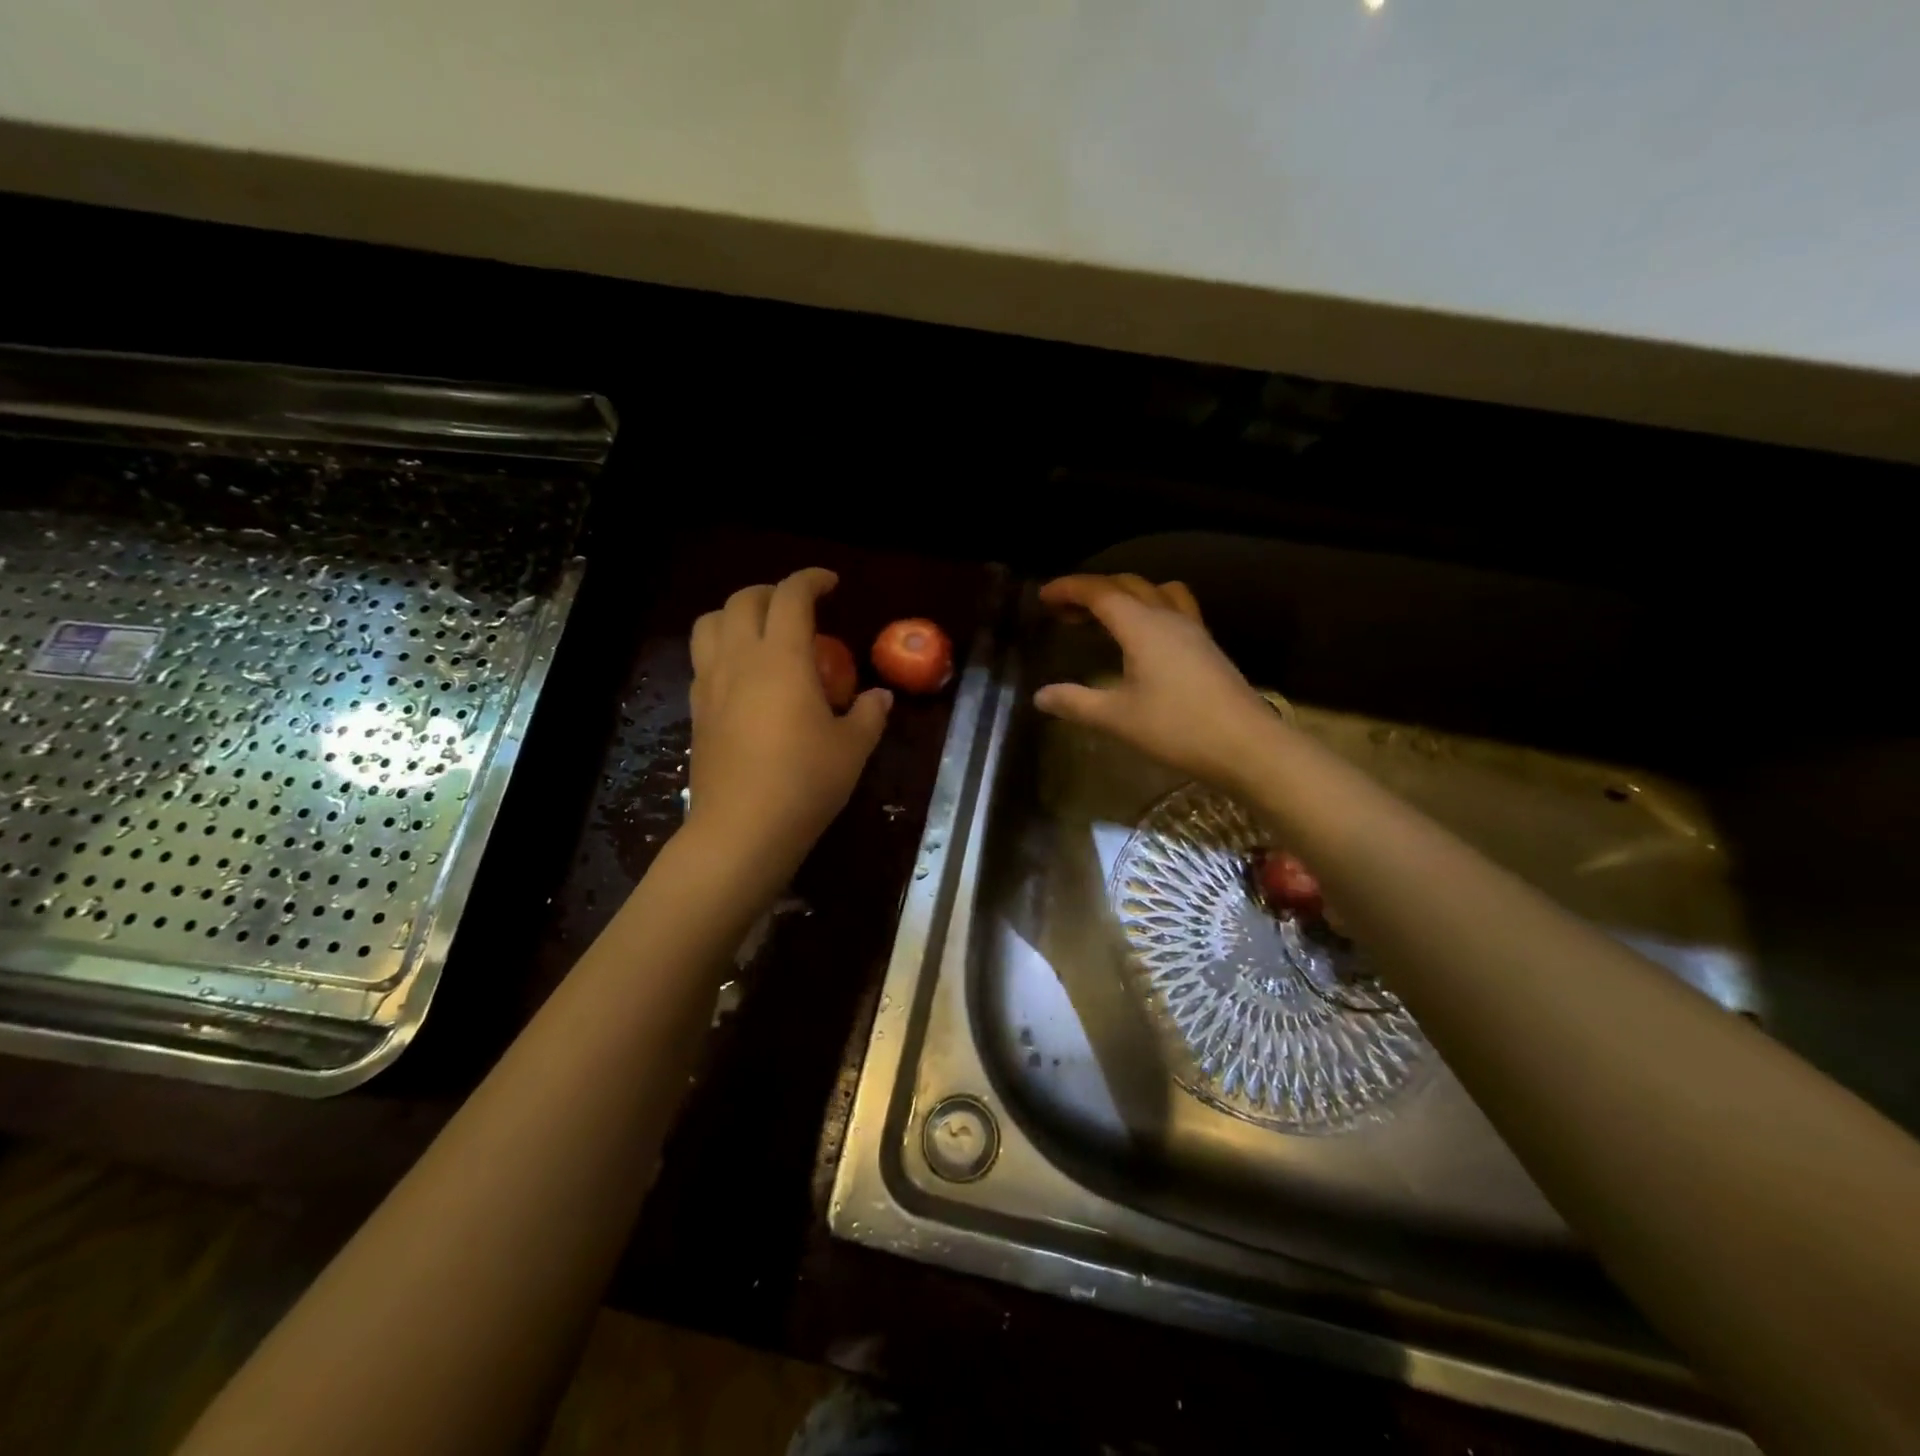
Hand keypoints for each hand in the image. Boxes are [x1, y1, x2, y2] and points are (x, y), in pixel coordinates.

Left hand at [688, 568, 890, 880]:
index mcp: (781, 658)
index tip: (830, 584)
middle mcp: (739, 660)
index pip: (790, 597)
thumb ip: (869, 714)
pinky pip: (702, 660)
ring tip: (761, 633)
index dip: (811, 580)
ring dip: (735, 615)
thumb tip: (880, 697)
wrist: (742, 830)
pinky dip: (722, 650)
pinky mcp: (697, 711)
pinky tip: (744, 678)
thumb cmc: (805, 782)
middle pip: (742, 600)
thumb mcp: (852, 748)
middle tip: (798, 608)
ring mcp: (710, 685)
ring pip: (709, 624)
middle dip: (771, 592)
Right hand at [1033, 574, 1276, 790]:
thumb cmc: (1177, 728)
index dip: (1069, 588)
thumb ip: (1076, 702)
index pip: (1100, 592)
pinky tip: (1144, 638)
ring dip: (1126, 594)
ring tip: (1105, 616)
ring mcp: (1193, 630)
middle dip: (1092, 590)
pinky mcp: (1207, 647)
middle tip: (1065, 609)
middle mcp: (1168, 617)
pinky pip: (1174, 609)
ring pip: (1155, 592)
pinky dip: (1149, 608)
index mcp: (1142, 626)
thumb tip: (1040, 695)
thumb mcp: (1117, 718)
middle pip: (1127, 585)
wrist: (1247, 745)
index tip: (1043, 595)